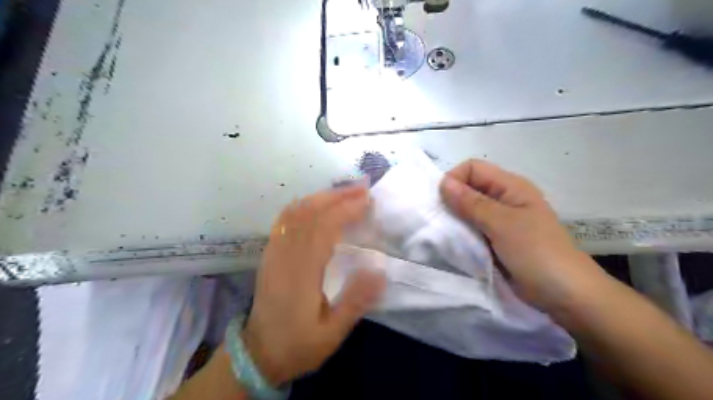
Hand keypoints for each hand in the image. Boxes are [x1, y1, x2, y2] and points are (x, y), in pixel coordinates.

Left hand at [239, 186, 384, 385]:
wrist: (257, 354)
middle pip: (309, 212)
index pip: (324, 227)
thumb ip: (355, 301)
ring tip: (345, 192)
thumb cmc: (298, 344)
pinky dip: (304, 205)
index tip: (367, 200)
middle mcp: (285, 254)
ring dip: (322, 197)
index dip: (346, 209)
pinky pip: (284, 219)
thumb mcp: (332, 333)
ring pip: (296, 212)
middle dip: (337, 195)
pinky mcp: (270, 253)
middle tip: (362, 188)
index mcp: (301, 272)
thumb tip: (380, 271)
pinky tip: (318, 204)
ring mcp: (274, 251)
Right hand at [441, 160, 599, 308]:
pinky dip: (461, 233)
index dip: (455, 179)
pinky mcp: (495, 240)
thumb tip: (443, 182)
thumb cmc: (537, 252)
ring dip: (455, 219)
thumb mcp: (502, 224)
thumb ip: (471, 203)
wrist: (564, 295)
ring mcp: (499, 221)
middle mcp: (503, 199)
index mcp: (510, 186)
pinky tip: (455, 244)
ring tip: (447, 234)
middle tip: (441, 221)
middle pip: (469, 188)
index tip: (442, 202)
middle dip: (452, 201)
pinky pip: (471, 229)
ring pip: (468, 210)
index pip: (473, 168)